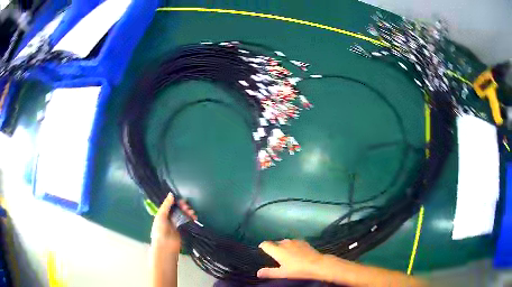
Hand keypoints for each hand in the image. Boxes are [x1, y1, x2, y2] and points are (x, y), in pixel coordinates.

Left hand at [150, 193, 196, 253]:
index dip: (176, 202)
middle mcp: (170, 218)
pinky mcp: (183, 230)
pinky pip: (188, 222)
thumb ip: (166, 205)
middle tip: (187, 207)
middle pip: (178, 210)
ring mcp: (177, 224)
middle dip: (184, 207)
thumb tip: (171, 194)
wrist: (165, 245)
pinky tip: (194, 218)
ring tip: (192, 213)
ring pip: (184, 215)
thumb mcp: (161, 215)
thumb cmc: (160, 229)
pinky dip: (191, 219)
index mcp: (163, 214)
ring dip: (188, 213)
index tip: (182, 201)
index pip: (171, 205)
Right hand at [257, 239, 325, 279]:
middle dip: (273, 247)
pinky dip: (292, 246)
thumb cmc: (297, 270)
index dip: (263, 246)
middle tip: (274, 256)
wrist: (317, 264)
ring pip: (285, 242)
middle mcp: (285, 243)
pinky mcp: (303, 242)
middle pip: (275, 242)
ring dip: (283, 246)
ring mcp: (295, 241)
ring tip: (285, 254)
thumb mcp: (282, 273)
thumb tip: (258, 272)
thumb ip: (269, 272)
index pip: (266, 244)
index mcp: (277, 250)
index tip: (262, 249)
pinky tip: (295, 252)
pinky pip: (294, 242)